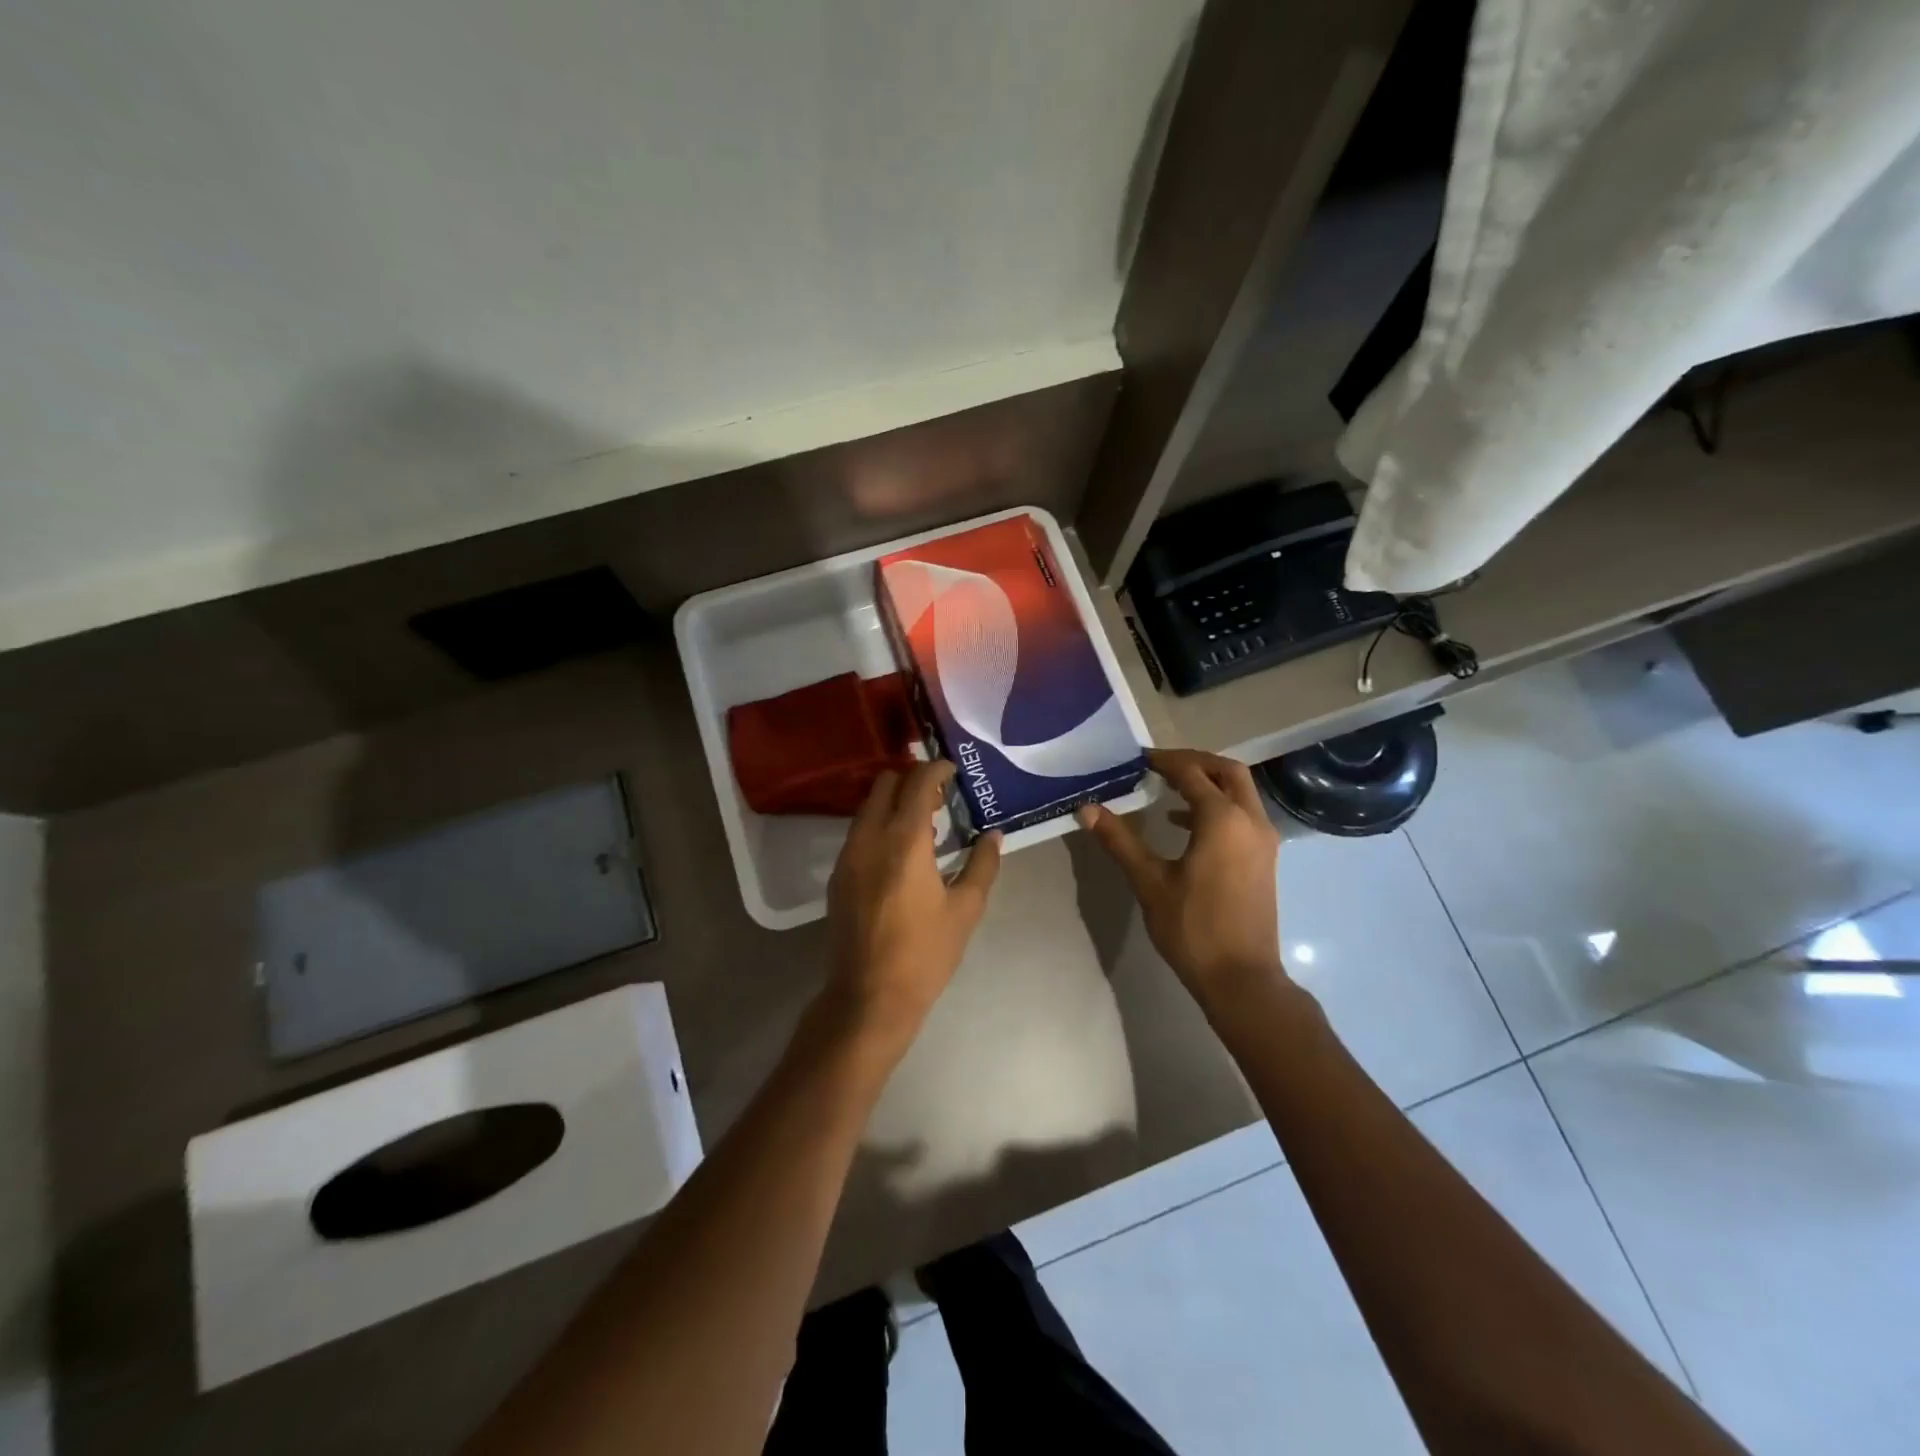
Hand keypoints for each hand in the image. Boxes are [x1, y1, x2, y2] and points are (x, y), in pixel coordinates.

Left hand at [822, 761, 1001, 1059]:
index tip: (953, 772)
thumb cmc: (925, 953)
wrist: (869, 995)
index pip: (918, 782)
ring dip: (894, 802)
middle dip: (913, 780)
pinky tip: (900, 854)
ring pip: (868, 806)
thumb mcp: (965, 909)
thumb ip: (982, 865)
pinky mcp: (838, 874)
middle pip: (885, 783)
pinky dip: (879, 824)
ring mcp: (848, 855)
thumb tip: (994, 835)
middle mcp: (870, 837)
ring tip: (923, 827)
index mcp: (905, 840)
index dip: (937, 768)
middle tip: (940, 799)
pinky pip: (859, 831)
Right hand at [1076, 748, 1287, 1014]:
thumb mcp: (1149, 882)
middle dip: (1195, 762)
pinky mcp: (1264, 858)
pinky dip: (1218, 806)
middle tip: (1160, 765)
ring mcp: (1263, 840)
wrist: (1241, 978)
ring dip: (1208, 783)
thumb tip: (1087, 809)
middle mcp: (1250, 821)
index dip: (1163, 762)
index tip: (1137, 759)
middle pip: (1227, 771)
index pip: (1192, 773)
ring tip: (1168, 787)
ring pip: (1241, 792)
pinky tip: (1183, 825)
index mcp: (1222, 820)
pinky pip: (1243, 814)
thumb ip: (1119, 840)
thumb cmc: (1192, 928)